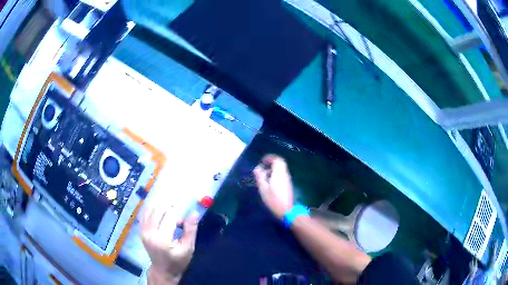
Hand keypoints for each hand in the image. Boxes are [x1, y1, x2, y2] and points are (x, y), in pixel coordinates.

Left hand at [141, 207, 197, 283]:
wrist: (162, 270)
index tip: (184, 222)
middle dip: (170, 209)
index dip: (179, 215)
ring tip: (170, 214)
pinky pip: (145, 214)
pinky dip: (153, 210)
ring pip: (150, 209)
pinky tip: (160, 214)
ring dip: (161, 208)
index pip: (170, 216)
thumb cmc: (178, 261)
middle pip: (158, 210)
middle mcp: (149, 232)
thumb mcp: (188, 248)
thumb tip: (194, 213)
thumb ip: (190, 230)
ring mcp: (143, 230)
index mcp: (162, 239)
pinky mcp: (141, 230)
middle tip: (178, 215)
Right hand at [253, 155, 293, 218]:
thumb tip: (257, 168)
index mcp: (279, 173)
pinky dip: (275, 174)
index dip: (270, 158)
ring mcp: (287, 179)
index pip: (277, 160)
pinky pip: (281, 174)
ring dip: (273, 169)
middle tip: (262, 168)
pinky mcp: (287, 184)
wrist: (286, 210)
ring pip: (281, 169)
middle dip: (271, 163)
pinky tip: (269, 183)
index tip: (262, 161)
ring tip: (264, 177)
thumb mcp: (263, 188)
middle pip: (280, 163)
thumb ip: (260, 177)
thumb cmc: (273, 200)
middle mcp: (285, 174)